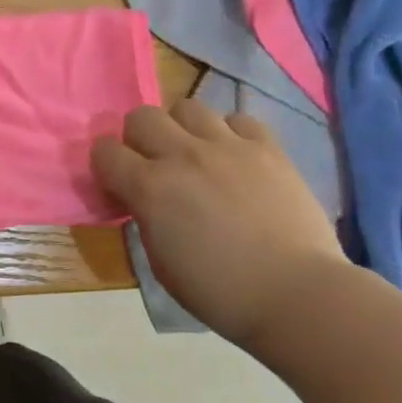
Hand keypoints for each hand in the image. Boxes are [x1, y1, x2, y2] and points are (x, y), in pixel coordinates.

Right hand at [92, 101, 352, 347]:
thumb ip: (146, 218)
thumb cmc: (219, 292)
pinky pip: (238, 119)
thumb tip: (145, 200)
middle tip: (153, 165)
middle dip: (138, 138)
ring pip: (188, 107)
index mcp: (150, 188)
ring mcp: (228, 147)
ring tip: (196, 155)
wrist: (296, 294)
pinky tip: (235, 159)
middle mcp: (183, 155)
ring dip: (182, 129)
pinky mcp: (268, 148)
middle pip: (142, 116)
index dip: (105, 166)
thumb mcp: (160, 262)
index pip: (105, 151)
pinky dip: (229, 134)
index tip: (117, 185)